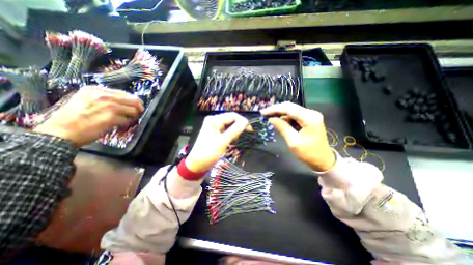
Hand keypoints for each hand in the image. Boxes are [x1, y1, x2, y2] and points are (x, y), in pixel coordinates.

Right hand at [34, 86, 143, 146]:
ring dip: (134, 117)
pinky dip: (127, 124)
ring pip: (134, 110)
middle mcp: (103, 96)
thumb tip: (126, 102)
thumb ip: (105, 98)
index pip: (126, 94)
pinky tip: (120, 126)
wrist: (59, 132)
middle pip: (134, 100)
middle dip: (139, 108)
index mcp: (96, 90)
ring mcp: (109, 106)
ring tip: (128, 120)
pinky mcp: (112, 118)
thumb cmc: (72, 118)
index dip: (134, 101)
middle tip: (138, 114)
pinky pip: (129, 120)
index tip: (135, 107)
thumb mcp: (85, 100)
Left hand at [185, 112, 248, 171]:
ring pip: (230, 125)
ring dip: (235, 131)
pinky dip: (232, 134)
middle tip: (243, 135)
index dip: (242, 121)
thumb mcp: (222, 141)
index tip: (250, 129)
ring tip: (235, 140)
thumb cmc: (208, 152)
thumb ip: (234, 130)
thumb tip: (246, 122)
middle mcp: (214, 120)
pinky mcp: (216, 133)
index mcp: (214, 120)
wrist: (198, 164)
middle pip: (231, 119)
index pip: (232, 115)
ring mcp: (215, 127)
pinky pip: (227, 130)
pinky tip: (232, 140)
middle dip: (239, 126)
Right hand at [260, 101, 333, 171]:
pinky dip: (286, 118)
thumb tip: (271, 119)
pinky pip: (294, 115)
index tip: (262, 112)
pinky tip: (280, 122)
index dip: (274, 109)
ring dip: (280, 114)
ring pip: (291, 110)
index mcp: (309, 118)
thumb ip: (282, 127)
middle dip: (276, 110)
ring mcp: (311, 115)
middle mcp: (311, 113)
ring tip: (270, 118)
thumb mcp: (293, 141)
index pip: (288, 108)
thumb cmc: (309, 153)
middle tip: (264, 114)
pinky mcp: (309, 119)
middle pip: (290, 107)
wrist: (323, 160)